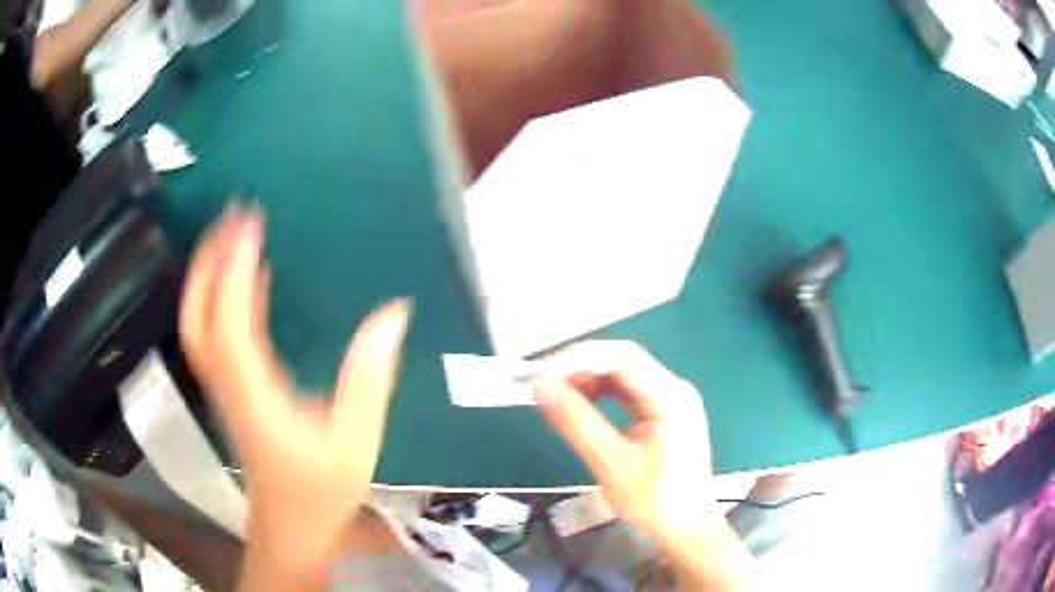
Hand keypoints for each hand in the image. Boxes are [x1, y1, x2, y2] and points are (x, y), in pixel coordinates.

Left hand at [179, 205, 410, 584]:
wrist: (291, 526)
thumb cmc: (322, 489)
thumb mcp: (357, 440)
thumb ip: (370, 378)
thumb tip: (392, 314)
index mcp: (254, 395)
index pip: (230, 323)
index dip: (235, 270)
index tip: (251, 223)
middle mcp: (229, 385)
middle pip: (198, 317)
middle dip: (209, 261)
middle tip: (232, 215)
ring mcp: (224, 387)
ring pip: (199, 323)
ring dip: (209, 274)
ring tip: (232, 233)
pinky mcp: (230, 390)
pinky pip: (215, 335)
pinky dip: (222, 298)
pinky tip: (245, 278)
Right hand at [532, 341, 721, 546]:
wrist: (687, 532)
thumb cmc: (656, 503)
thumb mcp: (611, 464)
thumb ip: (576, 422)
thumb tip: (539, 386)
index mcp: (671, 396)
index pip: (620, 357)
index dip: (577, 359)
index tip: (540, 375)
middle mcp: (673, 389)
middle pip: (622, 361)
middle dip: (580, 368)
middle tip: (542, 385)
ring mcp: (670, 402)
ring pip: (623, 376)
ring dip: (588, 381)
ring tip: (555, 396)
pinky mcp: (663, 416)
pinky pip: (627, 395)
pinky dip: (600, 396)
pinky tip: (580, 406)